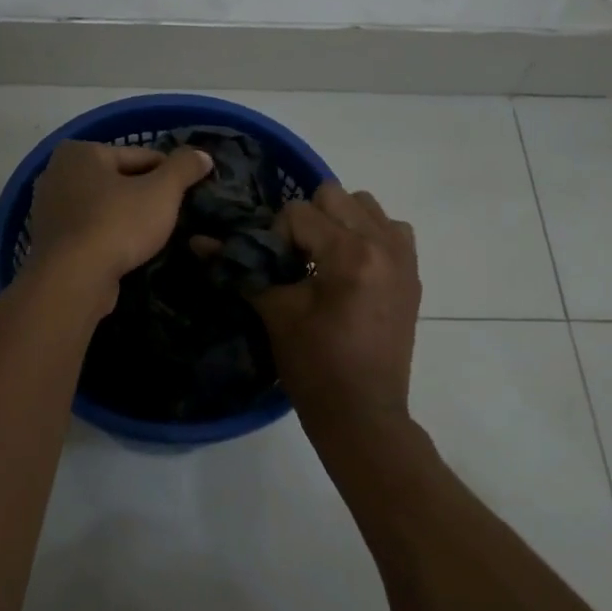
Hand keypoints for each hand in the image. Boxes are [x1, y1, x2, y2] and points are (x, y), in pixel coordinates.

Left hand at [28, 141, 213, 288]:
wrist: (73, 280)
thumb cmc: (117, 224)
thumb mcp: (162, 192)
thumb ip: (184, 168)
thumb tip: (202, 155)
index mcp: (81, 152)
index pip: (140, 156)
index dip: (170, 175)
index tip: (188, 194)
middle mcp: (57, 173)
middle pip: (120, 181)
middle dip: (146, 196)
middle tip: (174, 217)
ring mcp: (49, 209)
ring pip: (105, 207)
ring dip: (128, 218)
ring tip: (155, 237)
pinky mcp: (51, 241)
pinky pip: (91, 231)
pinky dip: (110, 237)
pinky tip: (129, 252)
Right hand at [251, 183, 421, 432]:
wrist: (362, 415)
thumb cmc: (315, 367)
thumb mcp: (276, 313)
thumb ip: (243, 269)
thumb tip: (198, 241)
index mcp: (350, 254)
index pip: (298, 212)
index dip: (274, 235)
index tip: (272, 267)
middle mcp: (383, 244)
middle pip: (334, 196)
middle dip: (307, 221)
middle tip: (296, 258)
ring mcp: (404, 257)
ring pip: (365, 205)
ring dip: (339, 222)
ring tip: (325, 260)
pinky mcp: (412, 273)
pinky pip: (391, 229)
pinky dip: (369, 235)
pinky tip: (352, 267)